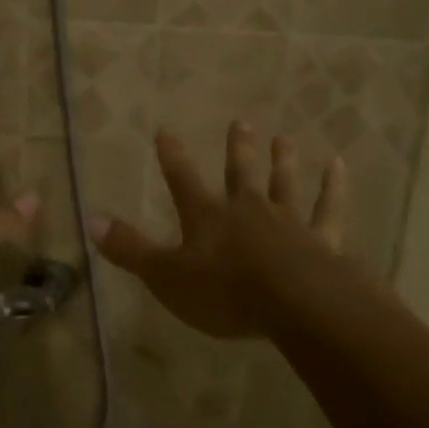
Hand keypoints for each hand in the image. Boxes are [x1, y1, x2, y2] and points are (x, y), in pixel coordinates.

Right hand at [92, 123, 346, 339]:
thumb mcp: (167, 277)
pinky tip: (337, 165)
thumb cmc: (226, 293)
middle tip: (240, 122)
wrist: (296, 305)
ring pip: (283, 184)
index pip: (182, 180)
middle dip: (237, 149)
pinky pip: (328, 208)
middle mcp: (247, 210)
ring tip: (283, 138)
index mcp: (208, 218)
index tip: (165, 130)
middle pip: (240, 173)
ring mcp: (287, 222)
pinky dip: (333, 187)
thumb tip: (90, 221)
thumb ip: (131, 250)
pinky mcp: (322, 240)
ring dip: (282, 161)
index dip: (172, 156)